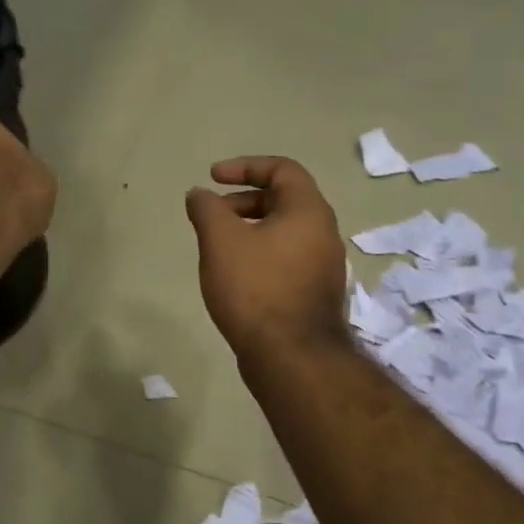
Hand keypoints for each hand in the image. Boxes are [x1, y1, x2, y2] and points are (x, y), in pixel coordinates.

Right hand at [186, 156, 348, 361]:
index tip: (213, 177)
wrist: (291, 357)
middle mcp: (324, 233)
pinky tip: (235, 276)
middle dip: (243, 200)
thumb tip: (199, 194)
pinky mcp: (315, 293)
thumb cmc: (256, 288)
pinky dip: (260, 253)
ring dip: (249, 229)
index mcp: (309, 210)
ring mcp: (323, 266)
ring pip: (284, 232)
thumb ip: (206, 208)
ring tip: (217, 247)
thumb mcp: (221, 240)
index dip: (245, 166)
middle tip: (212, 215)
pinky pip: (286, 258)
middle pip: (283, 199)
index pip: (282, 168)